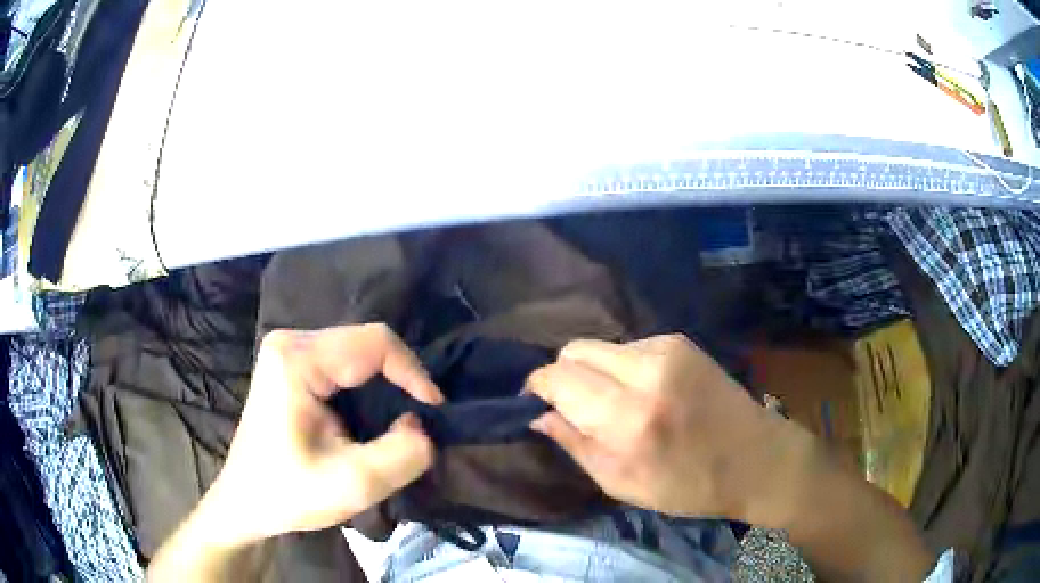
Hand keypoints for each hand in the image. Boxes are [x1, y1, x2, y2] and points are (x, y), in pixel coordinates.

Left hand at [203, 323, 443, 545]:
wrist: (245, 502)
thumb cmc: (288, 494)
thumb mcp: (352, 484)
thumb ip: (401, 455)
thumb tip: (422, 427)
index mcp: (297, 361)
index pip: (374, 343)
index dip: (413, 373)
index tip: (435, 412)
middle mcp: (291, 343)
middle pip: (365, 343)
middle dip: (399, 380)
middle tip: (418, 420)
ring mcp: (287, 351)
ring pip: (357, 351)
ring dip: (385, 384)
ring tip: (397, 421)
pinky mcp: (290, 365)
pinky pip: (343, 362)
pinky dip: (367, 386)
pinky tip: (369, 416)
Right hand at [527, 334, 792, 520]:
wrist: (757, 459)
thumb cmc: (690, 486)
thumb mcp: (622, 484)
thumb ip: (575, 445)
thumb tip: (540, 415)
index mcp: (629, 418)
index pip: (559, 378)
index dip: (538, 387)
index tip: (535, 402)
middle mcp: (646, 372)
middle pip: (574, 349)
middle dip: (563, 375)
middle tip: (573, 406)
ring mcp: (667, 349)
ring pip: (601, 346)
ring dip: (594, 372)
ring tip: (613, 403)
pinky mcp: (681, 342)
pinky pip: (629, 346)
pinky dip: (621, 367)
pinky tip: (642, 392)